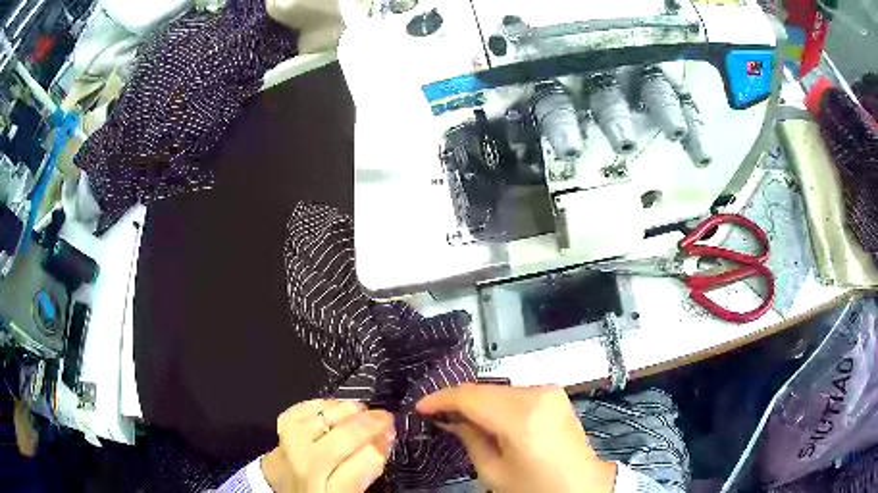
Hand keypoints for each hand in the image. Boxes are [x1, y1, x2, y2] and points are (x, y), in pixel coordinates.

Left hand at [262, 399, 394, 492]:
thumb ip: (367, 468)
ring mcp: (289, 447)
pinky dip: (322, 404)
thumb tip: (385, 438)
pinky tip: (334, 407)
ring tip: (363, 410)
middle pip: (343, 439)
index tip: (392, 435)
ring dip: (348, 410)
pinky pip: (302, 409)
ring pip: (322, 419)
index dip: (382, 445)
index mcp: (332, 492)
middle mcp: (308, 469)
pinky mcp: (280, 431)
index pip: (363, 463)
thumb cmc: (320, 491)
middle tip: (386, 417)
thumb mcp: (349, 492)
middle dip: (371, 423)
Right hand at [416, 385, 616, 492]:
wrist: (581, 487)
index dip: (440, 399)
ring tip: (458, 418)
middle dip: (458, 400)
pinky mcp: (555, 395)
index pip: (470, 396)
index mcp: (522, 417)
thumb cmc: (535, 488)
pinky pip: (515, 393)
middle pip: (485, 389)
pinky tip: (486, 417)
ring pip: (499, 389)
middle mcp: (538, 394)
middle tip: (436, 415)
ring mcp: (550, 391)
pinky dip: (496, 402)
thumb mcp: (494, 472)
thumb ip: (470, 438)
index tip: (420, 407)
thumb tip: (450, 418)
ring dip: (477, 401)